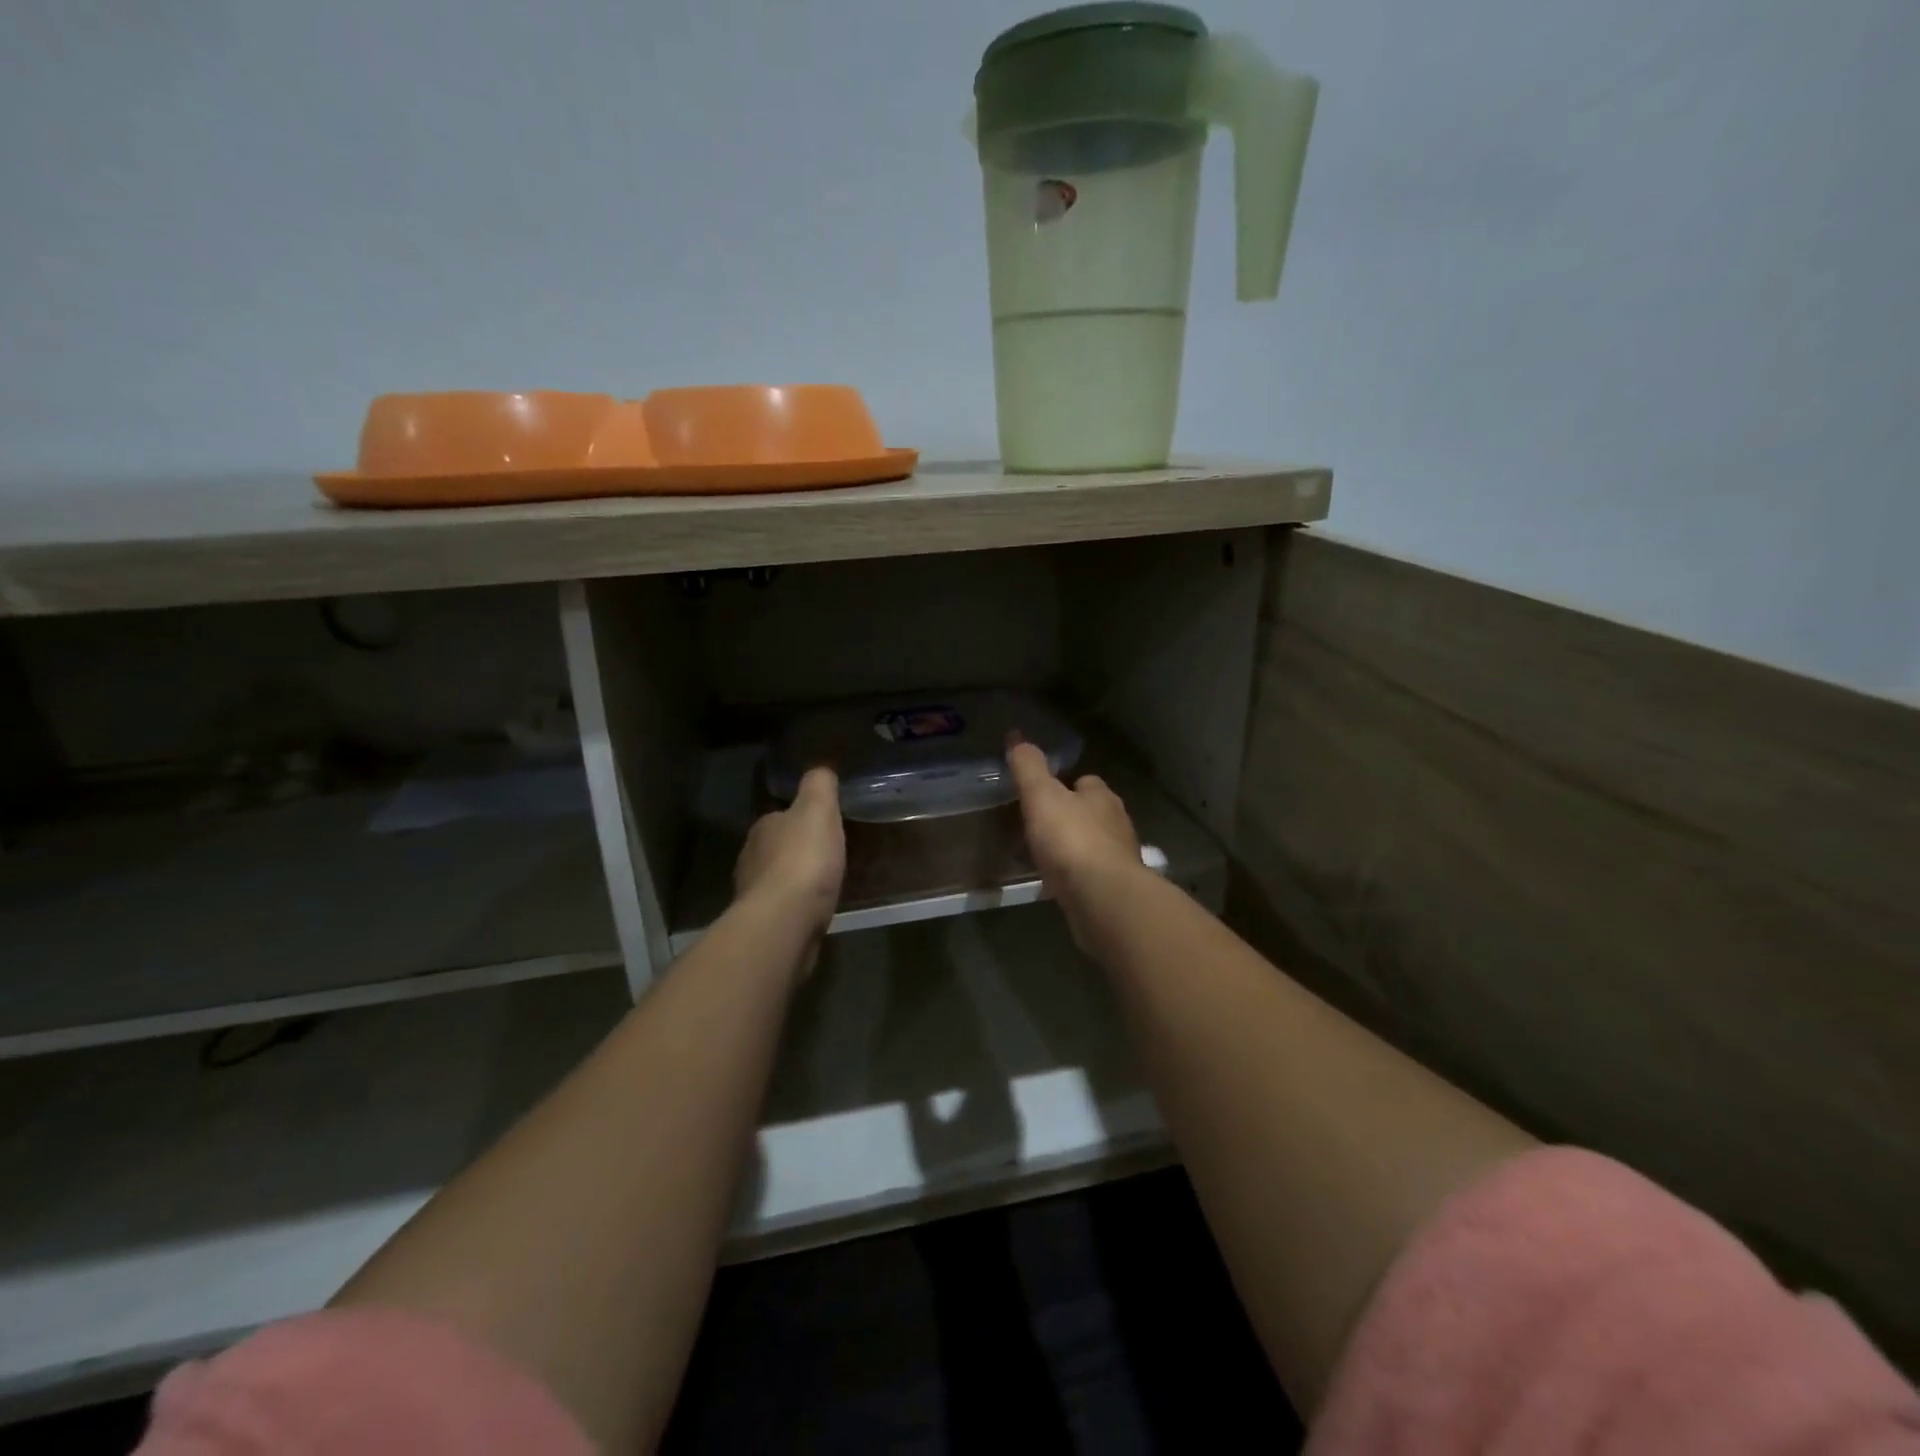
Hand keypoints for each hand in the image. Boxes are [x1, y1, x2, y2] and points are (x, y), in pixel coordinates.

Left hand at [734, 767, 844, 947]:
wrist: (785, 922)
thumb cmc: (803, 860)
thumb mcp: (818, 810)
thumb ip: (819, 785)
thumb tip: (820, 769)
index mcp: (763, 828)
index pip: (779, 816)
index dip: (799, 818)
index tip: (821, 824)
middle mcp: (751, 858)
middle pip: (777, 848)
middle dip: (796, 850)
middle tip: (826, 854)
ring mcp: (754, 895)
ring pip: (778, 880)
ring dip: (796, 880)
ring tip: (824, 884)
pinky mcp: (764, 925)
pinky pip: (784, 908)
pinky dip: (797, 907)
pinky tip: (815, 910)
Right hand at [1006, 741, 1143, 950]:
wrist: (1103, 899)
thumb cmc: (1072, 840)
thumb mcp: (1042, 796)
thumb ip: (1029, 768)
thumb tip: (1017, 736)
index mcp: (1102, 797)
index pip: (1086, 782)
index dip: (1065, 785)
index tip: (1042, 794)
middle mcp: (1117, 824)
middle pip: (1091, 814)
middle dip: (1070, 818)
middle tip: (1038, 827)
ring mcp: (1119, 859)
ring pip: (1092, 846)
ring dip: (1073, 850)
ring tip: (1044, 858)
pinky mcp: (1114, 890)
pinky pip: (1090, 877)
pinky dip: (1075, 878)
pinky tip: (1056, 885)